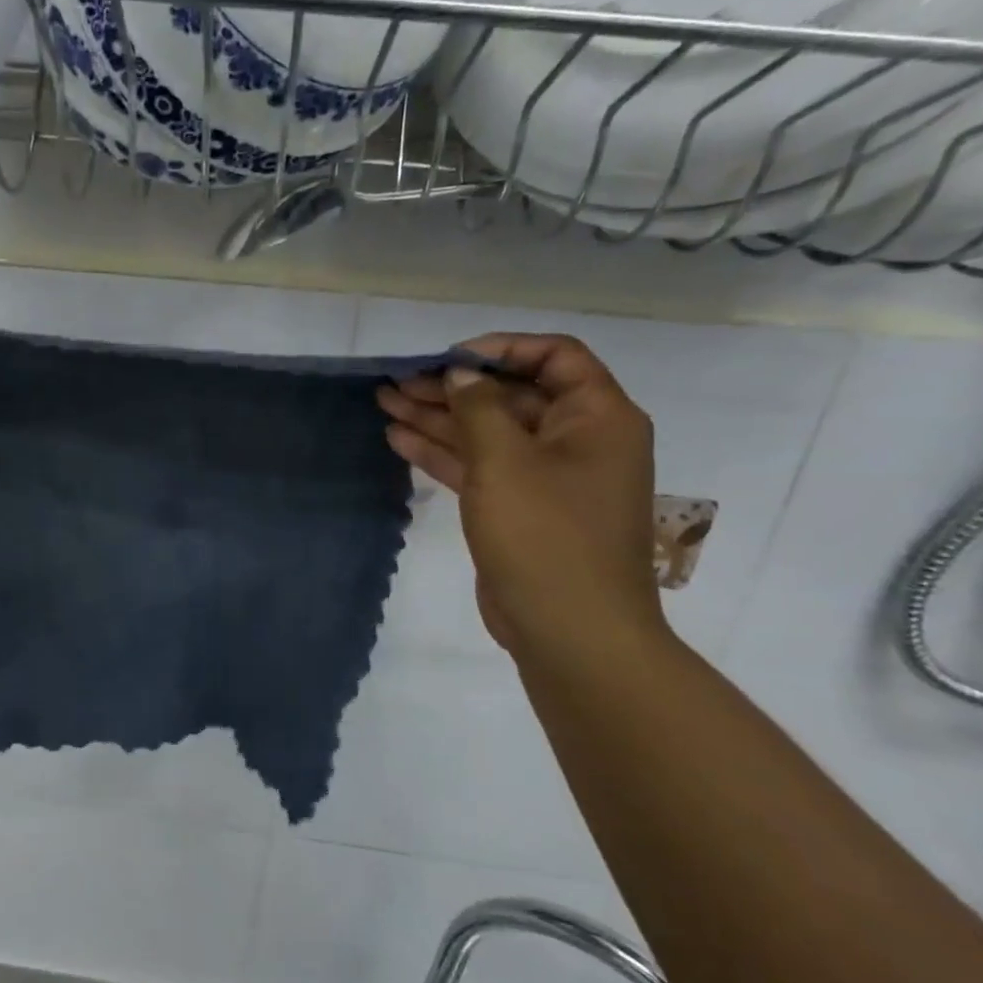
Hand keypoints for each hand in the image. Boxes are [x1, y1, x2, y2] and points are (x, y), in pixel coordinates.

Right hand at [378, 335, 665, 662]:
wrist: (570, 632)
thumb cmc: (546, 536)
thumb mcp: (506, 461)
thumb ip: (478, 408)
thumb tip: (460, 373)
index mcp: (597, 417)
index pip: (554, 357)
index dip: (500, 350)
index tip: (447, 358)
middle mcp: (577, 440)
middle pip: (510, 396)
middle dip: (453, 387)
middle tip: (397, 381)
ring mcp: (546, 478)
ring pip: (487, 433)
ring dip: (439, 418)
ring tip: (385, 403)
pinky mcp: (519, 510)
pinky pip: (480, 468)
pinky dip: (443, 453)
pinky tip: (400, 439)